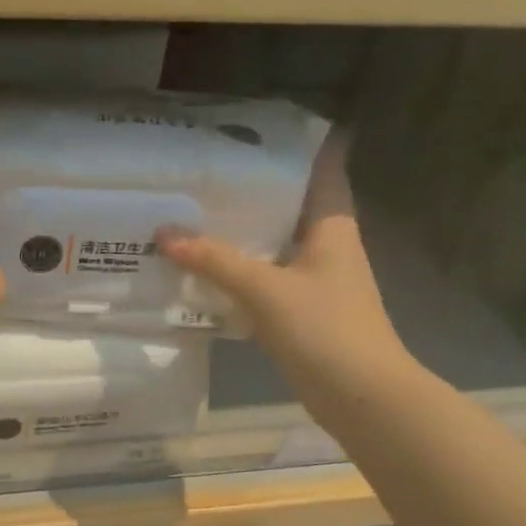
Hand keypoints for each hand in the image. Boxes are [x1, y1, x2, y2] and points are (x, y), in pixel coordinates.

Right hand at [159, 132, 415, 416]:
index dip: (298, 143)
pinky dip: (239, 273)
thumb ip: (215, 260)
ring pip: (274, 244)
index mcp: (332, 226)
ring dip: (242, 234)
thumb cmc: (324, 329)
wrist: (360, 396)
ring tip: (195, 214)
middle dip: (253, 190)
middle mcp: (327, 246)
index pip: (324, 167)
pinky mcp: (302, 311)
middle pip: (290, 205)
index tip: (256, 128)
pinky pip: (265, 280)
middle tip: (205, 171)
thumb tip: (165, 233)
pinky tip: (204, 271)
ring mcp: (316, 281)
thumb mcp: (265, 289)